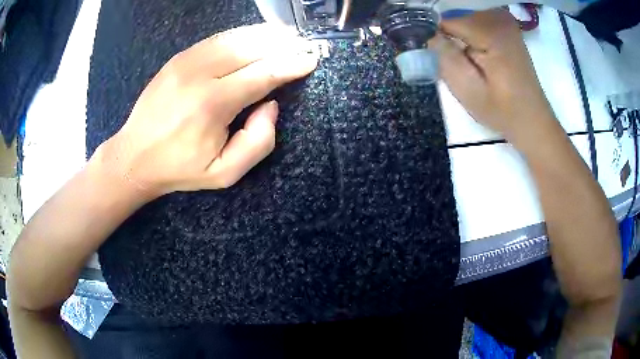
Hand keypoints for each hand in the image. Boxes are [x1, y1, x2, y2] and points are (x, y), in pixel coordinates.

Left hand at [95, 24, 318, 197]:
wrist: (134, 156)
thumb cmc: (180, 168)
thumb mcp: (224, 173)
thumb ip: (257, 143)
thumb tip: (271, 105)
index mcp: (212, 104)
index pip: (263, 75)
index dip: (290, 65)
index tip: (310, 60)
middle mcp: (200, 74)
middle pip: (251, 49)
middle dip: (282, 45)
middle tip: (303, 44)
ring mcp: (186, 61)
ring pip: (234, 38)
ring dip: (264, 34)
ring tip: (286, 34)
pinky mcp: (178, 58)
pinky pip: (216, 39)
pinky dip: (240, 35)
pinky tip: (254, 35)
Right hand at [430, 9, 556, 145]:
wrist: (532, 120)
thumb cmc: (503, 111)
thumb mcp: (469, 91)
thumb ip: (447, 59)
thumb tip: (429, 35)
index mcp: (491, 32)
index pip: (447, 22)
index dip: (438, 39)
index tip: (439, 58)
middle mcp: (499, 19)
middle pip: (457, 19)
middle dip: (451, 38)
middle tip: (460, 65)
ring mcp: (506, 22)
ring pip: (466, 19)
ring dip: (462, 38)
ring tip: (471, 63)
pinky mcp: (508, 28)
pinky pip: (478, 22)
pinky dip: (473, 36)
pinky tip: (480, 56)